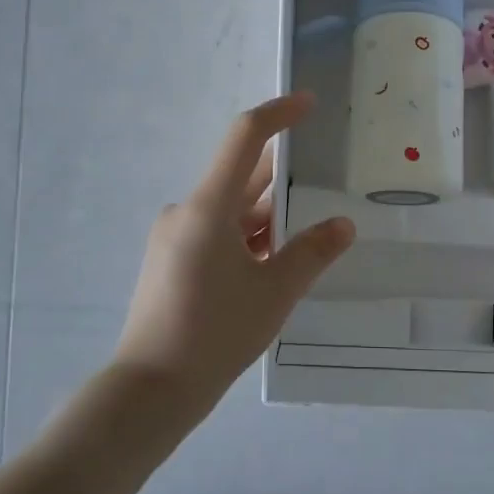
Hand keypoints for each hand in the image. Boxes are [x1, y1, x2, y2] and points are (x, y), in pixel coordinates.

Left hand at [113, 91, 355, 411]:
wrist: (151, 389)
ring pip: (230, 212)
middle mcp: (187, 212)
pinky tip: (273, 263)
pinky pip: (216, 235)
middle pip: (240, 178)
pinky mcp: (170, 262)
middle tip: (325, 178)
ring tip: (309, 228)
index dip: (278, 114)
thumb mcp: (275, 292)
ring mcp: (174, 238)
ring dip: (266, 217)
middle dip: (282, 179)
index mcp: (208, 206)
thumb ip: (312, 252)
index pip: (245, 138)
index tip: (309, 104)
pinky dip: (247, 239)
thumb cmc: (216, 333)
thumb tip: (343, 225)